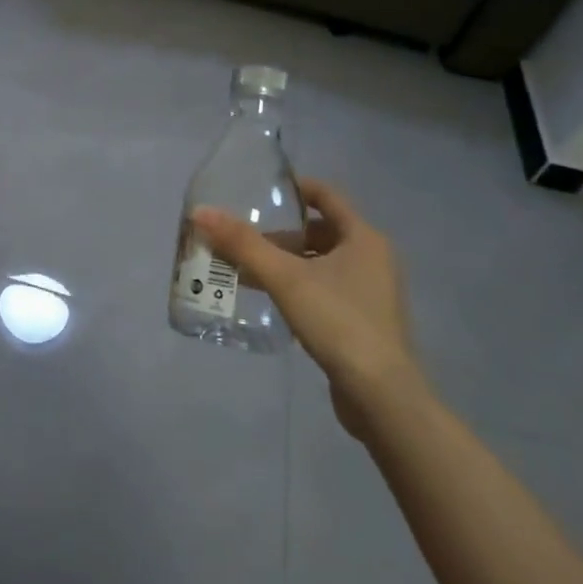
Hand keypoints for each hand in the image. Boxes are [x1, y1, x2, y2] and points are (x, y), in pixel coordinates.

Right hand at [193, 176, 417, 437]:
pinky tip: (273, 301)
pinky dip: (300, 287)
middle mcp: (373, 259)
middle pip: (322, 231)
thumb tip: (201, 212)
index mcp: (364, 238)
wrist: (381, 395)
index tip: (262, 191)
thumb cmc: (338, 321)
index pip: (327, 196)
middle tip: (246, 238)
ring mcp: (373, 292)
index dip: (295, 188)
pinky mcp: (365, 321)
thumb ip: (243, 244)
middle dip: (283, 233)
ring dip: (288, 262)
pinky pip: (327, 289)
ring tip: (249, 270)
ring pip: (323, 263)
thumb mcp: (285, 278)